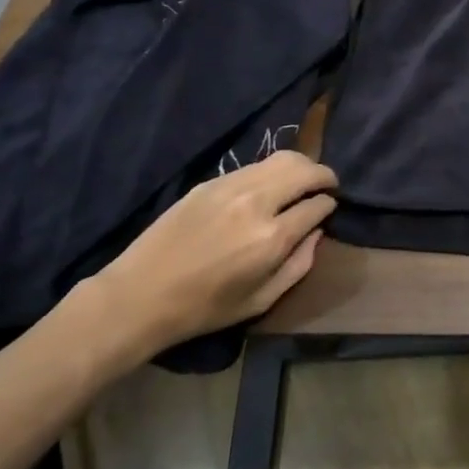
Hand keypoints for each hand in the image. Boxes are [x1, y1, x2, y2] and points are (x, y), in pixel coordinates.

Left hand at [92, 150, 336, 356]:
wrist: (139, 296)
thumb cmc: (203, 309)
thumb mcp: (260, 301)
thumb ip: (298, 265)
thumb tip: (317, 233)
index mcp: (271, 238)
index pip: (316, 206)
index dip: (328, 205)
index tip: (329, 208)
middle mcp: (256, 203)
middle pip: (305, 170)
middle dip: (324, 175)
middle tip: (328, 185)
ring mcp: (231, 187)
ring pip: (282, 159)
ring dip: (302, 165)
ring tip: (305, 178)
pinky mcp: (211, 182)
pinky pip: (254, 166)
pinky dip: (272, 170)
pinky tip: (271, 185)